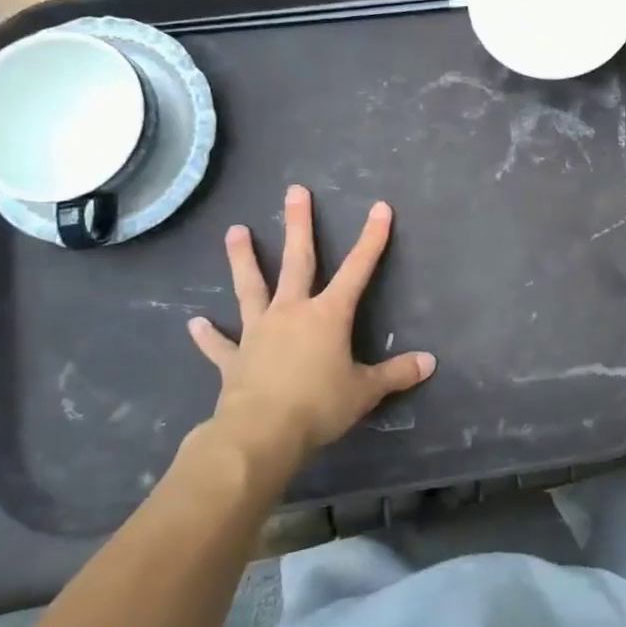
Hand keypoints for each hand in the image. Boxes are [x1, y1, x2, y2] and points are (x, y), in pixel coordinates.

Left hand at [187, 186, 434, 470]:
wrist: (259, 434)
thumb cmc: (318, 406)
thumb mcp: (365, 391)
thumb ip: (397, 373)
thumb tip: (430, 362)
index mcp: (328, 315)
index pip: (357, 269)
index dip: (371, 239)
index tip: (379, 208)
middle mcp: (292, 312)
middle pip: (297, 261)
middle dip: (299, 225)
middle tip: (295, 191)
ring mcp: (259, 332)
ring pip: (251, 287)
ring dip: (243, 259)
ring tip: (234, 230)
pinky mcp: (235, 359)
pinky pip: (220, 344)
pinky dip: (209, 335)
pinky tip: (195, 324)